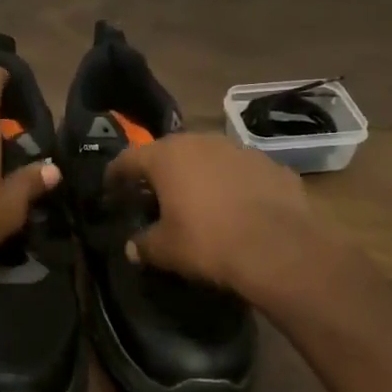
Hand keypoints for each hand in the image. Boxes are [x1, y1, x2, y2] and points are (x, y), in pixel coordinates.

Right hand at [109, 133, 361, 306]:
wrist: (281, 248)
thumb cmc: (210, 243)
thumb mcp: (167, 250)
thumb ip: (144, 244)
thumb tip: (132, 247)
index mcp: (167, 156)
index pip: (129, 158)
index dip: (116, 174)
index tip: (110, 186)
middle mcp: (201, 142)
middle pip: (170, 152)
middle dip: (160, 171)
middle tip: (154, 194)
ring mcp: (239, 149)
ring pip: (209, 158)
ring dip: (200, 175)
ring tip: (198, 200)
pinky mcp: (271, 165)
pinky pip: (241, 172)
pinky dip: (234, 185)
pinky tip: (237, 208)